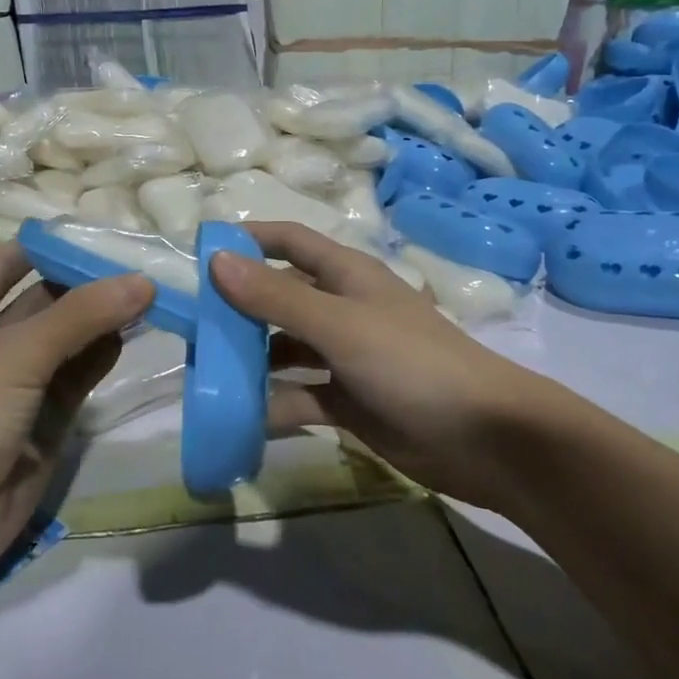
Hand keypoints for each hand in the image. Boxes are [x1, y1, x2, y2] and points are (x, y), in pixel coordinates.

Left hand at [0, 243, 152, 605]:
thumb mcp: (15, 355)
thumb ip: (81, 316)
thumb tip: (143, 281)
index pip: (13, 261)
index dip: (55, 245)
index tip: (108, 231)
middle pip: (49, 298)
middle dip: (92, 282)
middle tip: (148, 260)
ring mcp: (21, 382)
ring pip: (71, 338)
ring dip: (106, 319)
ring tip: (155, 292)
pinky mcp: (46, 419)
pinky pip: (80, 376)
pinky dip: (105, 356)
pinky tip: (136, 336)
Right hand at [211, 222, 568, 505]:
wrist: (486, 439)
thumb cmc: (411, 364)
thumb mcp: (338, 325)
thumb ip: (276, 296)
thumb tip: (216, 261)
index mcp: (346, 276)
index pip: (290, 241)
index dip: (249, 239)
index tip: (201, 253)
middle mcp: (343, 309)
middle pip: (280, 298)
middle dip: (238, 309)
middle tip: (192, 327)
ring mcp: (347, 357)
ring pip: (286, 349)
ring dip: (250, 360)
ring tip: (205, 375)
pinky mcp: (350, 401)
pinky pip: (300, 396)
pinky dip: (274, 405)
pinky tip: (241, 419)